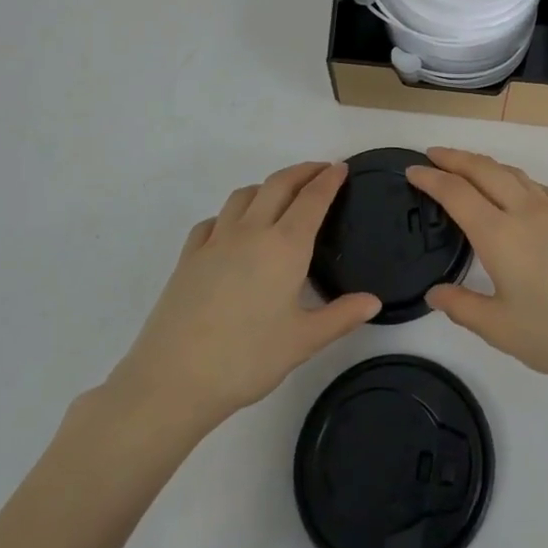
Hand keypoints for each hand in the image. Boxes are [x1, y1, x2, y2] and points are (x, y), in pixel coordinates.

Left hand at [94, 162, 380, 438]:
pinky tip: (233, 230)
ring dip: (267, 186)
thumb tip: (374, 301)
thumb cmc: (247, 359)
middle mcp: (251, 232)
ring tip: (280, 196)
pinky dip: (231, 213)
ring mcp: (215, 241)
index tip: (341, 167)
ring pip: (243, 195)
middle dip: (302, 171)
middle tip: (320, 170)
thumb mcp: (303, 341)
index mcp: (285, 246)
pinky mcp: (188, 257)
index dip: (329, 180)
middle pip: (278, 185)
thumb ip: (341, 316)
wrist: (173, 379)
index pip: (312, 199)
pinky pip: (214, 220)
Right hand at [407, 148, 547, 397]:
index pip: (456, 192)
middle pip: (484, 169)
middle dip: (454, 158)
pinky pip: (536, 185)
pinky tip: (514, 192)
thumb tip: (435, 292)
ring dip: (484, 164)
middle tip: (432, 155)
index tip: (412, 170)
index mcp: (500, 234)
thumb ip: (461, 306)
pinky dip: (513, 178)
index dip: (430, 178)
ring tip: (466, 168)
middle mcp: (526, 211)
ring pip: (513, 172)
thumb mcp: (500, 329)